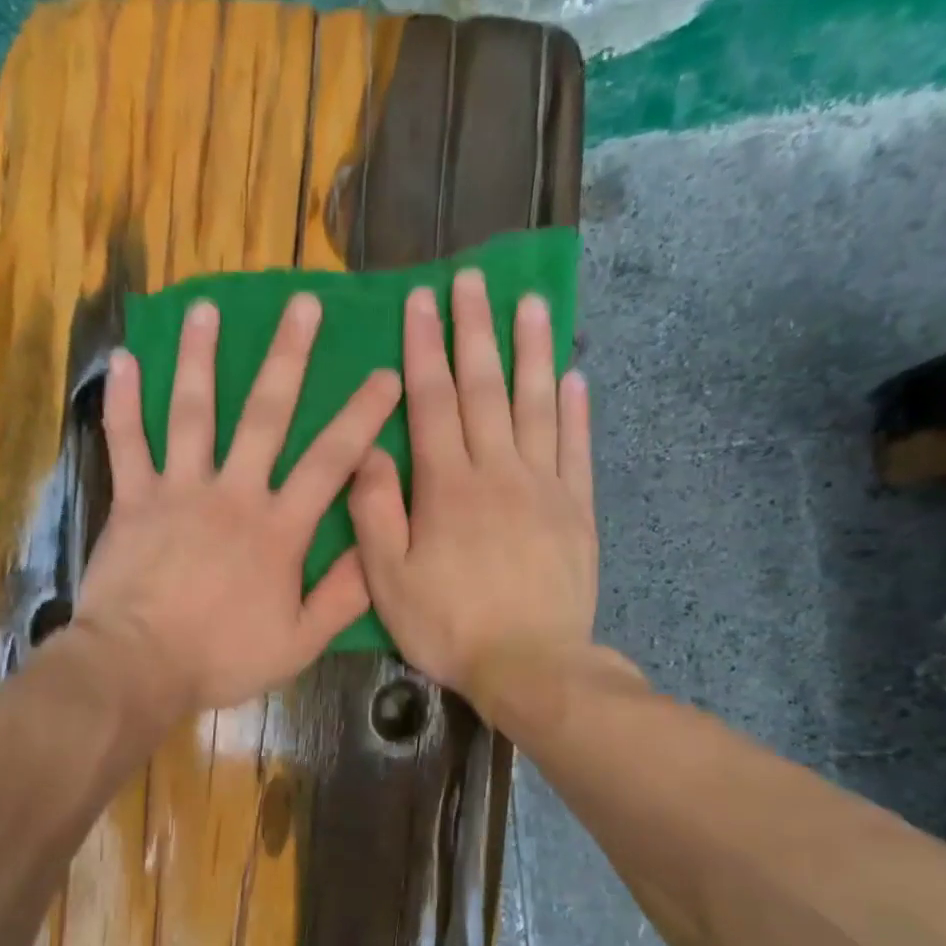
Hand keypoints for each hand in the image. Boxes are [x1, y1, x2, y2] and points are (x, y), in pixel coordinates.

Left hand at [74, 293, 402, 719]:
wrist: (138, 666)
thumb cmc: (221, 657)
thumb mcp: (299, 642)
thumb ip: (343, 596)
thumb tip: (377, 552)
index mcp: (278, 528)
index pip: (330, 461)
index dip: (361, 416)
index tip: (385, 375)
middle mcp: (233, 493)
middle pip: (265, 415)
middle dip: (288, 356)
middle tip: (302, 303)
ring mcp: (178, 490)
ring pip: (192, 412)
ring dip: (201, 357)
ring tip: (207, 308)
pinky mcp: (132, 499)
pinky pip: (126, 442)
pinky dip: (124, 401)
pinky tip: (125, 360)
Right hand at [348, 269, 601, 706]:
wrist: (531, 665)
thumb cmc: (449, 626)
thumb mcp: (389, 580)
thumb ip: (376, 512)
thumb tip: (368, 450)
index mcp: (447, 487)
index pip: (432, 402)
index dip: (424, 350)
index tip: (421, 302)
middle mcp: (498, 472)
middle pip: (486, 388)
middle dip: (475, 331)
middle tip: (474, 280)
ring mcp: (545, 486)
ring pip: (537, 404)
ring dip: (533, 351)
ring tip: (532, 303)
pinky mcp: (577, 509)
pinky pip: (577, 447)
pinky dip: (575, 409)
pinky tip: (573, 377)